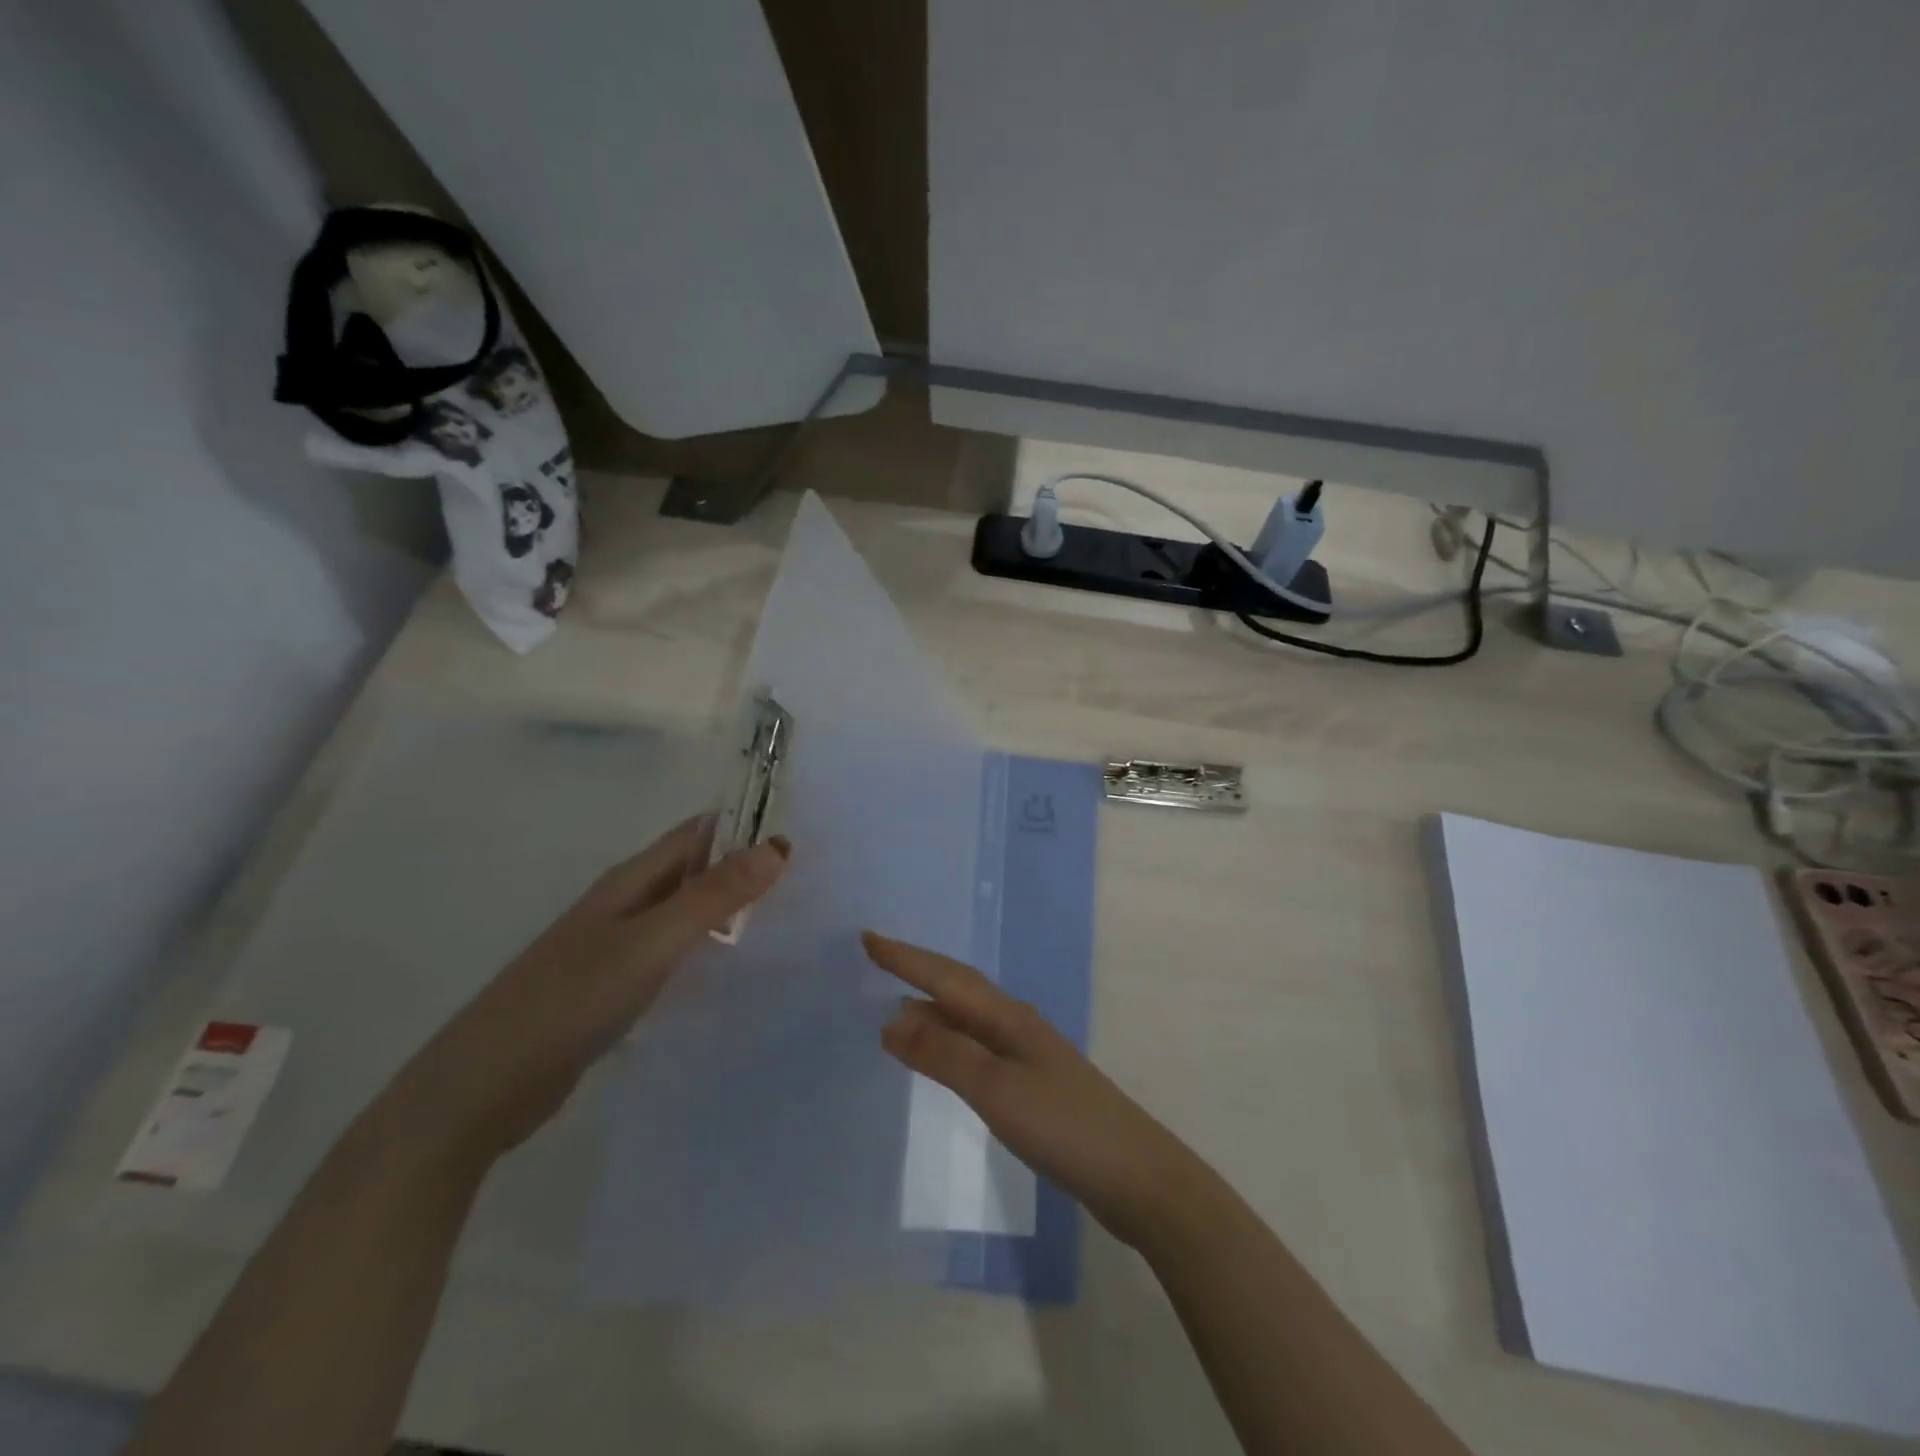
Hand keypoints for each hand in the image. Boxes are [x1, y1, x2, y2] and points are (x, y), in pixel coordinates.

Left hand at [389, 821, 789, 1166]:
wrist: (484, 1087)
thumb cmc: (570, 1000)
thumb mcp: (649, 943)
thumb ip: (712, 896)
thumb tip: (778, 846)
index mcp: (630, 881)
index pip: (699, 832)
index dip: (746, 824)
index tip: (802, 831)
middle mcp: (626, 904)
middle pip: (695, 868)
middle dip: (746, 865)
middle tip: (809, 877)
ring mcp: (619, 946)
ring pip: (687, 910)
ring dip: (730, 907)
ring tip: (788, 917)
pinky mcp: (617, 986)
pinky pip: (675, 951)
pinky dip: (709, 947)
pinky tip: (735, 968)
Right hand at [864, 931, 1202, 1250]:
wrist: (1135, 1176)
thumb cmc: (1063, 1126)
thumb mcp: (996, 1089)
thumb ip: (944, 1054)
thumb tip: (891, 1018)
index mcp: (1007, 1017)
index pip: (946, 978)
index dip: (906, 959)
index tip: (868, 938)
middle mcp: (1016, 1025)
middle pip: (959, 987)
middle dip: (918, 970)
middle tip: (878, 958)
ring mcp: (1028, 1054)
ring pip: (969, 1016)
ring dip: (934, 1005)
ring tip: (898, 1004)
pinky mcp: (1033, 1085)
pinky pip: (978, 1045)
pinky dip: (951, 1040)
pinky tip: (943, 1056)